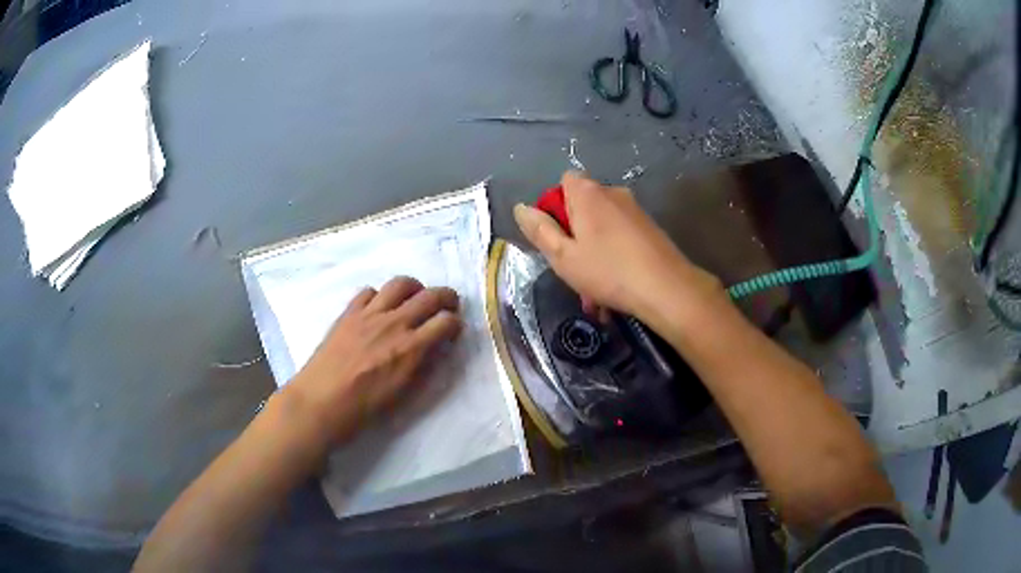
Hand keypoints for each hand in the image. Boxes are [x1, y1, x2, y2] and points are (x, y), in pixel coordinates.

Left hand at [284, 276, 461, 443]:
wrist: (320, 402)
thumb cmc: (363, 408)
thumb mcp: (402, 394)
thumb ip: (422, 367)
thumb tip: (435, 350)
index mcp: (410, 348)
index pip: (446, 321)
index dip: (456, 324)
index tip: (454, 331)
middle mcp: (394, 323)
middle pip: (430, 295)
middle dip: (446, 297)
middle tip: (448, 305)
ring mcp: (369, 314)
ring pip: (400, 284)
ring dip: (415, 288)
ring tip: (415, 298)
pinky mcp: (348, 313)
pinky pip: (369, 291)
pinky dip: (380, 295)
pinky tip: (379, 308)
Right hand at [513, 171, 724, 326]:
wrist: (667, 289)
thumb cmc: (608, 271)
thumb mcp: (563, 256)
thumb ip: (539, 230)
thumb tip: (521, 208)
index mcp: (588, 193)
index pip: (564, 181)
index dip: (554, 206)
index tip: (555, 235)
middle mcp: (613, 193)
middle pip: (583, 206)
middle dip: (574, 236)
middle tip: (572, 270)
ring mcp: (635, 210)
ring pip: (602, 228)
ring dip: (593, 255)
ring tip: (594, 294)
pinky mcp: (650, 229)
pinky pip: (620, 238)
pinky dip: (613, 258)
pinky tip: (614, 290)